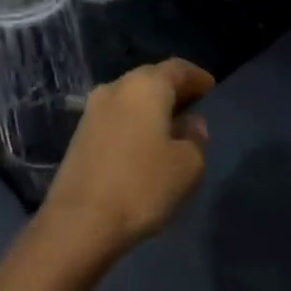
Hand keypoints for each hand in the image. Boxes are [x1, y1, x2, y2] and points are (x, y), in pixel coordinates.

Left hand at [40, 59, 214, 257]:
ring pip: (131, 98)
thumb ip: (195, 137)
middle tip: (193, 109)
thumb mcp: (187, 165)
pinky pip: (116, 117)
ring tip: (170, 129)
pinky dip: (134, 123)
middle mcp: (116, 87)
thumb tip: (190, 123)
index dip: (197, 77)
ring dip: (151, 108)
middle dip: (173, 91)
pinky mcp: (80, 133)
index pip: (178, 68)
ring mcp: (93, 109)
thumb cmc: (141, 186)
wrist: (79, 222)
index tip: (211, 90)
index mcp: (146, 85)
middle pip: (151, 78)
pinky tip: (144, 145)